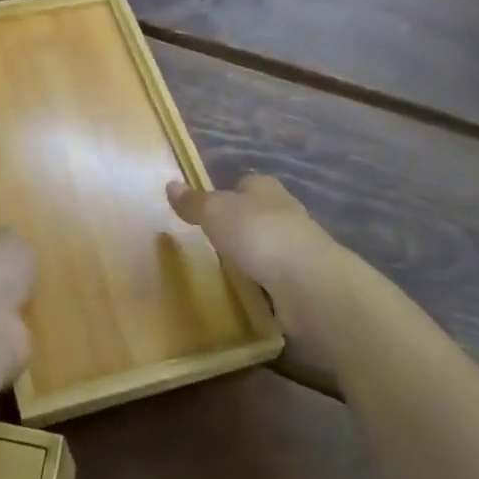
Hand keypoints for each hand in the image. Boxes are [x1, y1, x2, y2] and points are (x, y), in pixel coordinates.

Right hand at [167, 174, 341, 337]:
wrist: (308, 283)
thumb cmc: (258, 234)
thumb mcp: (216, 212)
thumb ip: (194, 202)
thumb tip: (171, 184)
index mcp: (265, 188)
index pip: (245, 184)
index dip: (228, 193)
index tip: (209, 209)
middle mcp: (285, 212)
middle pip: (258, 214)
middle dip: (241, 225)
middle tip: (212, 241)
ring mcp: (298, 248)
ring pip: (269, 246)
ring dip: (253, 257)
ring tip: (225, 270)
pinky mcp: (303, 281)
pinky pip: (276, 278)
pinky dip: (264, 284)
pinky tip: (248, 293)